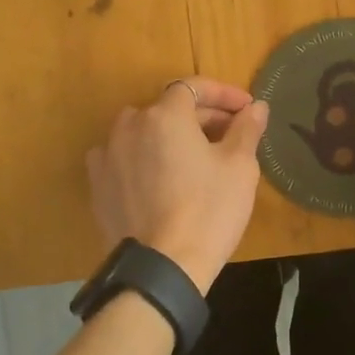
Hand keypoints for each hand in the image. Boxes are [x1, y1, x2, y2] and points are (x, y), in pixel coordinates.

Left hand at [86, 77, 269, 293]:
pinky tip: (160, 176)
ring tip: (195, 156)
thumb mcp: (239, 166)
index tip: (246, 109)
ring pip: (144, 131)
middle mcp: (130, 125)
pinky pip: (124, 157)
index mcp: (165, 115)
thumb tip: (256, 107)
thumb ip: (246, 128)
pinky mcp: (98, 184)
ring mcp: (108, 155)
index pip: (194, 87)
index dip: (223, 94)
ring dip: (170, 135)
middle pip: (169, 108)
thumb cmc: (209, 210)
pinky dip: (144, 157)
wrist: (162, 268)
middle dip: (202, 116)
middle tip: (231, 135)